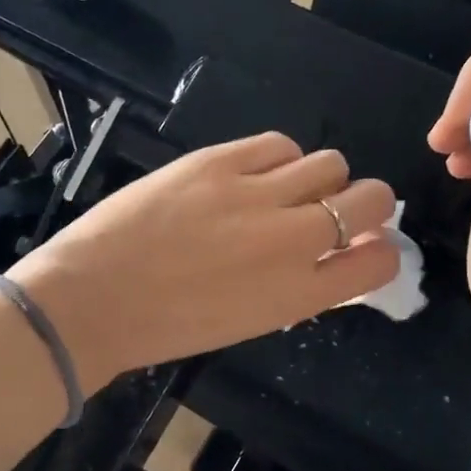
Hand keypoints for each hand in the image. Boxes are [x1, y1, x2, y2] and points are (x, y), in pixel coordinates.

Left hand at [8, 133, 398, 388]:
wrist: (91, 301)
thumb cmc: (167, 326)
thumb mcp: (248, 322)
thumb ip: (297, 288)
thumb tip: (326, 257)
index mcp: (299, 294)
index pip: (380, 260)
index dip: (379, 247)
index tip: (362, 242)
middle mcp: (291, 240)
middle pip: (371, 198)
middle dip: (365, 203)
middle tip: (335, 206)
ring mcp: (255, 195)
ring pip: (329, 163)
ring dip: (319, 177)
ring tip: (284, 188)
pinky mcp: (218, 162)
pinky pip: (278, 143)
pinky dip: (277, 158)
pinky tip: (253, 173)